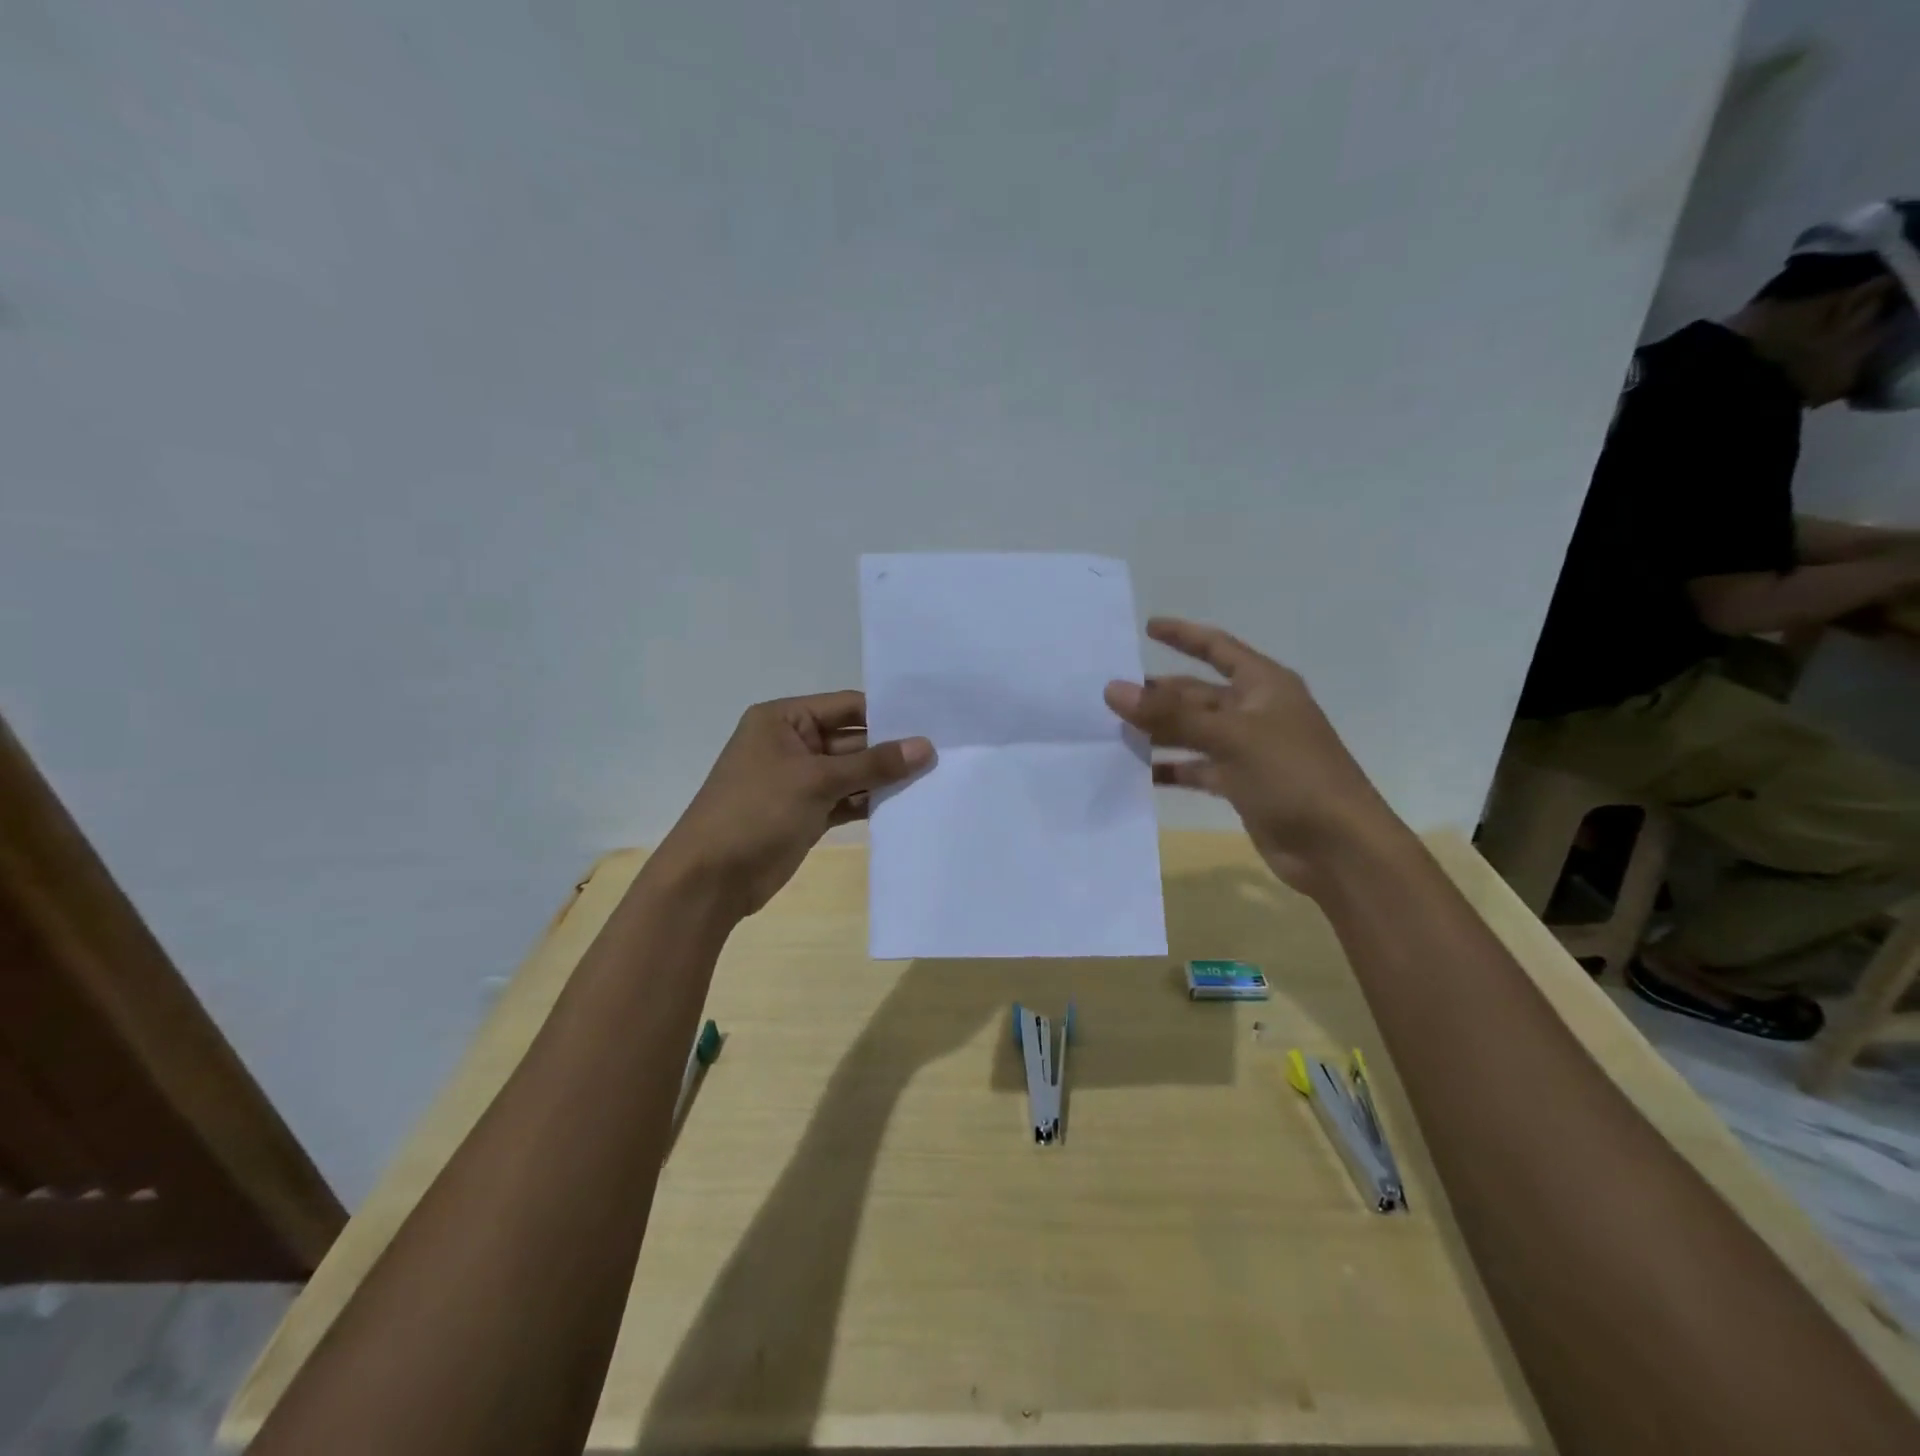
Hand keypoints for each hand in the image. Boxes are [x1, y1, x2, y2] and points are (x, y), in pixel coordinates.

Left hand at [655, 692, 932, 917]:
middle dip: (891, 749)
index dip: (887, 714)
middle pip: (852, 739)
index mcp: (784, 719)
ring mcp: (800, 780)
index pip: (846, 706)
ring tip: (934, 779)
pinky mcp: (807, 812)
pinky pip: (846, 799)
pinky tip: (905, 805)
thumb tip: (925, 747)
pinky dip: (870, 803)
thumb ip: (873, 764)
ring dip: (884, 779)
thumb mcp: (816, 780)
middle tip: (942, 754)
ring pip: (852, 772)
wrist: (711, 878)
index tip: (932, 722)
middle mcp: (792, 743)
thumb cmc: (757, 811)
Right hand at [1104, 617, 1403, 891]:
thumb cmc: (1292, 776)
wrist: (1338, 847)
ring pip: (1194, 732)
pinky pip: (1199, 769)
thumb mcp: (1230, 737)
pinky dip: (1173, 769)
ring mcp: (1249, 750)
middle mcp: (1256, 712)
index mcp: (1264, 685)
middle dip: (1160, 693)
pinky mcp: (1242, 785)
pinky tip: (1140, 773)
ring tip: (1116, 732)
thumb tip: (1113, 689)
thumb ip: (1170, 714)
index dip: (1183, 635)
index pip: (1218, 648)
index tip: (1146, 626)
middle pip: (1198, 693)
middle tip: (1112, 694)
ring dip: (1160, 732)